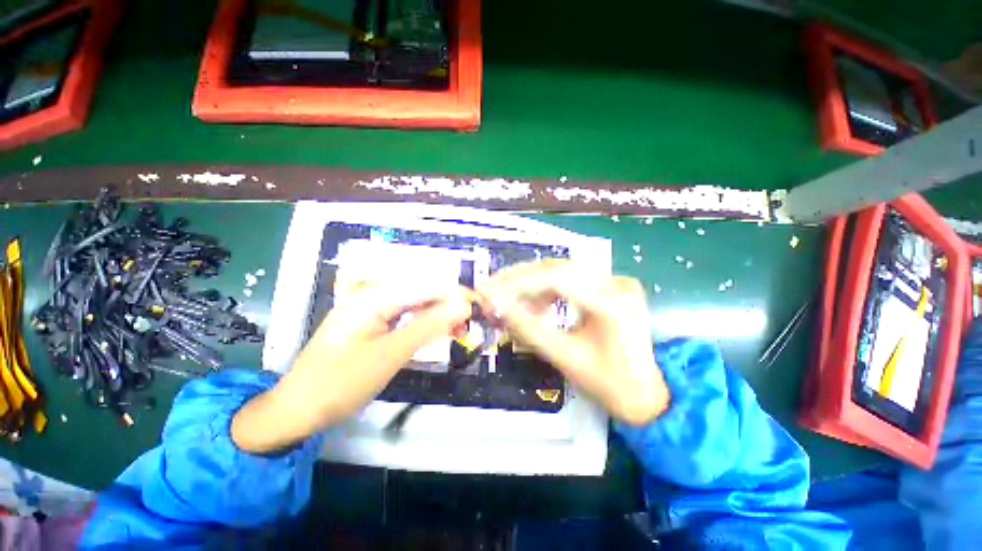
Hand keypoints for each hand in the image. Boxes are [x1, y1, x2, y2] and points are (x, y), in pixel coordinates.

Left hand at [232, 282, 471, 453]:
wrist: (297, 410)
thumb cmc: (340, 383)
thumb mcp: (390, 355)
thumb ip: (428, 326)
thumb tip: (462, 305)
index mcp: (374, 297)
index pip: (426, 286)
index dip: (455, 293)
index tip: (480, 305)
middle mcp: (373, 295)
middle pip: (421, 292)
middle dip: (449, 303)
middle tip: (473, 320)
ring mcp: (371, 309)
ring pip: (415, 303)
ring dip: (439, 313)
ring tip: (460, 328)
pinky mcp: (372, 322)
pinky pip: (405, 315)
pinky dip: (424, 323)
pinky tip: (438, 330)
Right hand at [478, 260, 668, 425]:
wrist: (644, 393)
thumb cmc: (607, 383)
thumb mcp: (563, 357)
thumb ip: (527, 329)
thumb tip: (496, 307)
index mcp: (611, 304)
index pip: (555, 280)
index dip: (517, 282)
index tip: (489, 288)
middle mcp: (617, 284)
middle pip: (558, 268)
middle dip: (521, 278)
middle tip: (493, 286)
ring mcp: (616, 282)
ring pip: (563, 271)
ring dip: (533, 283)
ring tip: (512, 300)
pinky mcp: (611, 286)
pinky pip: (572, 279)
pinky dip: (549, 289)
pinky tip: (536, 303)